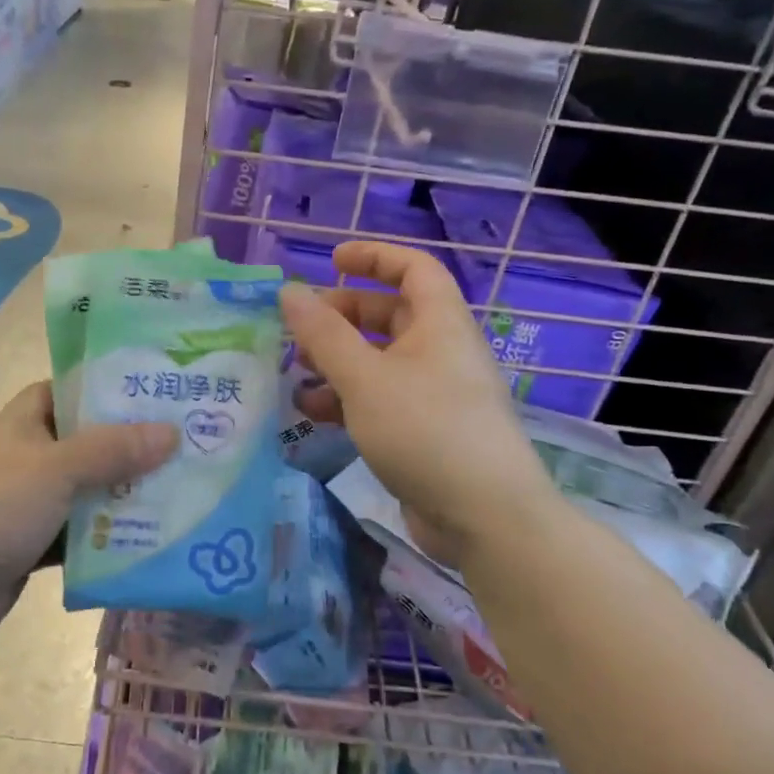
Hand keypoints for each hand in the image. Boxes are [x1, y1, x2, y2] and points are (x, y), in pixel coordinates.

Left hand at [0, 382, 177, 644]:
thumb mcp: (55, 470)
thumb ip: (112, 450)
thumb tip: (172, 432)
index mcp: (24, 423)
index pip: (70, 390)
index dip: (109, 388)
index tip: (156, 390)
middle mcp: (29, 456)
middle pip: (89, 441)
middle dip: (131, 445)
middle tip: (186, 439)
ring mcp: (33, 501)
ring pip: (90, 488)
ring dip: (126, 492)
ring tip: (183, 484)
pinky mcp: (38, 541)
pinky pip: (83, 530)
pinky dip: (110, 532)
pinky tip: (153, 533)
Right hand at [280, 243, 556, 561]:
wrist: (484, 517)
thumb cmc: (425, 429)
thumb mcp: (365, 377)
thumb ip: (324, 334)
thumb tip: (290, 292)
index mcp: (440, 323)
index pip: (413, 268)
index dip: (374, 257)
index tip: (331, 262)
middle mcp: (440, 351)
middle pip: (389, 314)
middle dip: (342, 315)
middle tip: (299, 328)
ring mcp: (434, 393)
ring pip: (379, 360)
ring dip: (337, 361)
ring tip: (295, 370)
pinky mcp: (423, 431)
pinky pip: (380, 399)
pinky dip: (347, 398)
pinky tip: (311, 410)